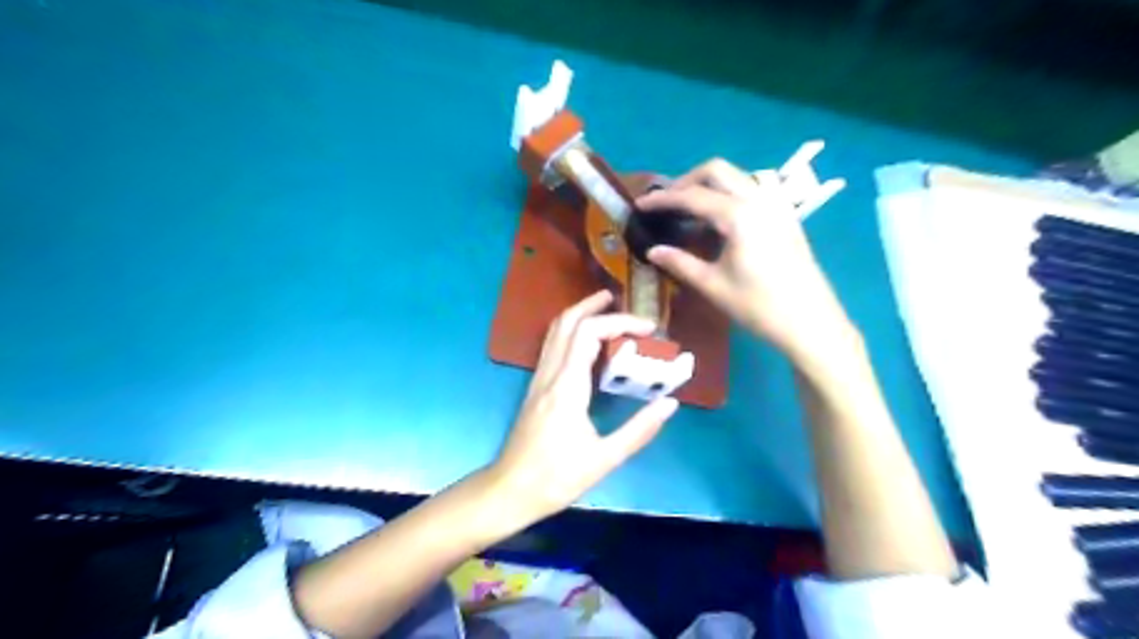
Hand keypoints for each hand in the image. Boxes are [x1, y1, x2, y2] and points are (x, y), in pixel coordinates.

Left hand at [495, 291, 679, 520]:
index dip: (620, 322)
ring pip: (555, 331)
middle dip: (594, 305)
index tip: (649, 329)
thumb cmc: (556, 477)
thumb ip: (639, 429)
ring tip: (606, 310)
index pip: (589, 333)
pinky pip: (552, 346)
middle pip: (566, 322)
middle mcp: (550, 374)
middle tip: (621, 301)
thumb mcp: (605, 458)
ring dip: (580, 314)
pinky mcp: (536, 387)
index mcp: (567, 386)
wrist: (510, 490)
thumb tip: (670, 403)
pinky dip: (572, 332)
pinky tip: (588, 343)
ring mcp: (539, 379)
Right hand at [639, 158, 852, 362]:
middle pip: (717, 170)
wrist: (811, 323)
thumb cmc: (759, 307)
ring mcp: (777, 205)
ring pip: (737, 176)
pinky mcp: (786, 216)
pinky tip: (721, 219)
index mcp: (738, 216)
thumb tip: (652, 250)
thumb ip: (680, 262)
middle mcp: (759, 200)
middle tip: (666, 203)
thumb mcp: (713, 285)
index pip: (692, 196)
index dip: (662, 199)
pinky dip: (730, 193)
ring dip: (710, 184)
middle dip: (686, 181)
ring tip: (690, 209)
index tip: (640, 204)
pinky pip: (753, 190)